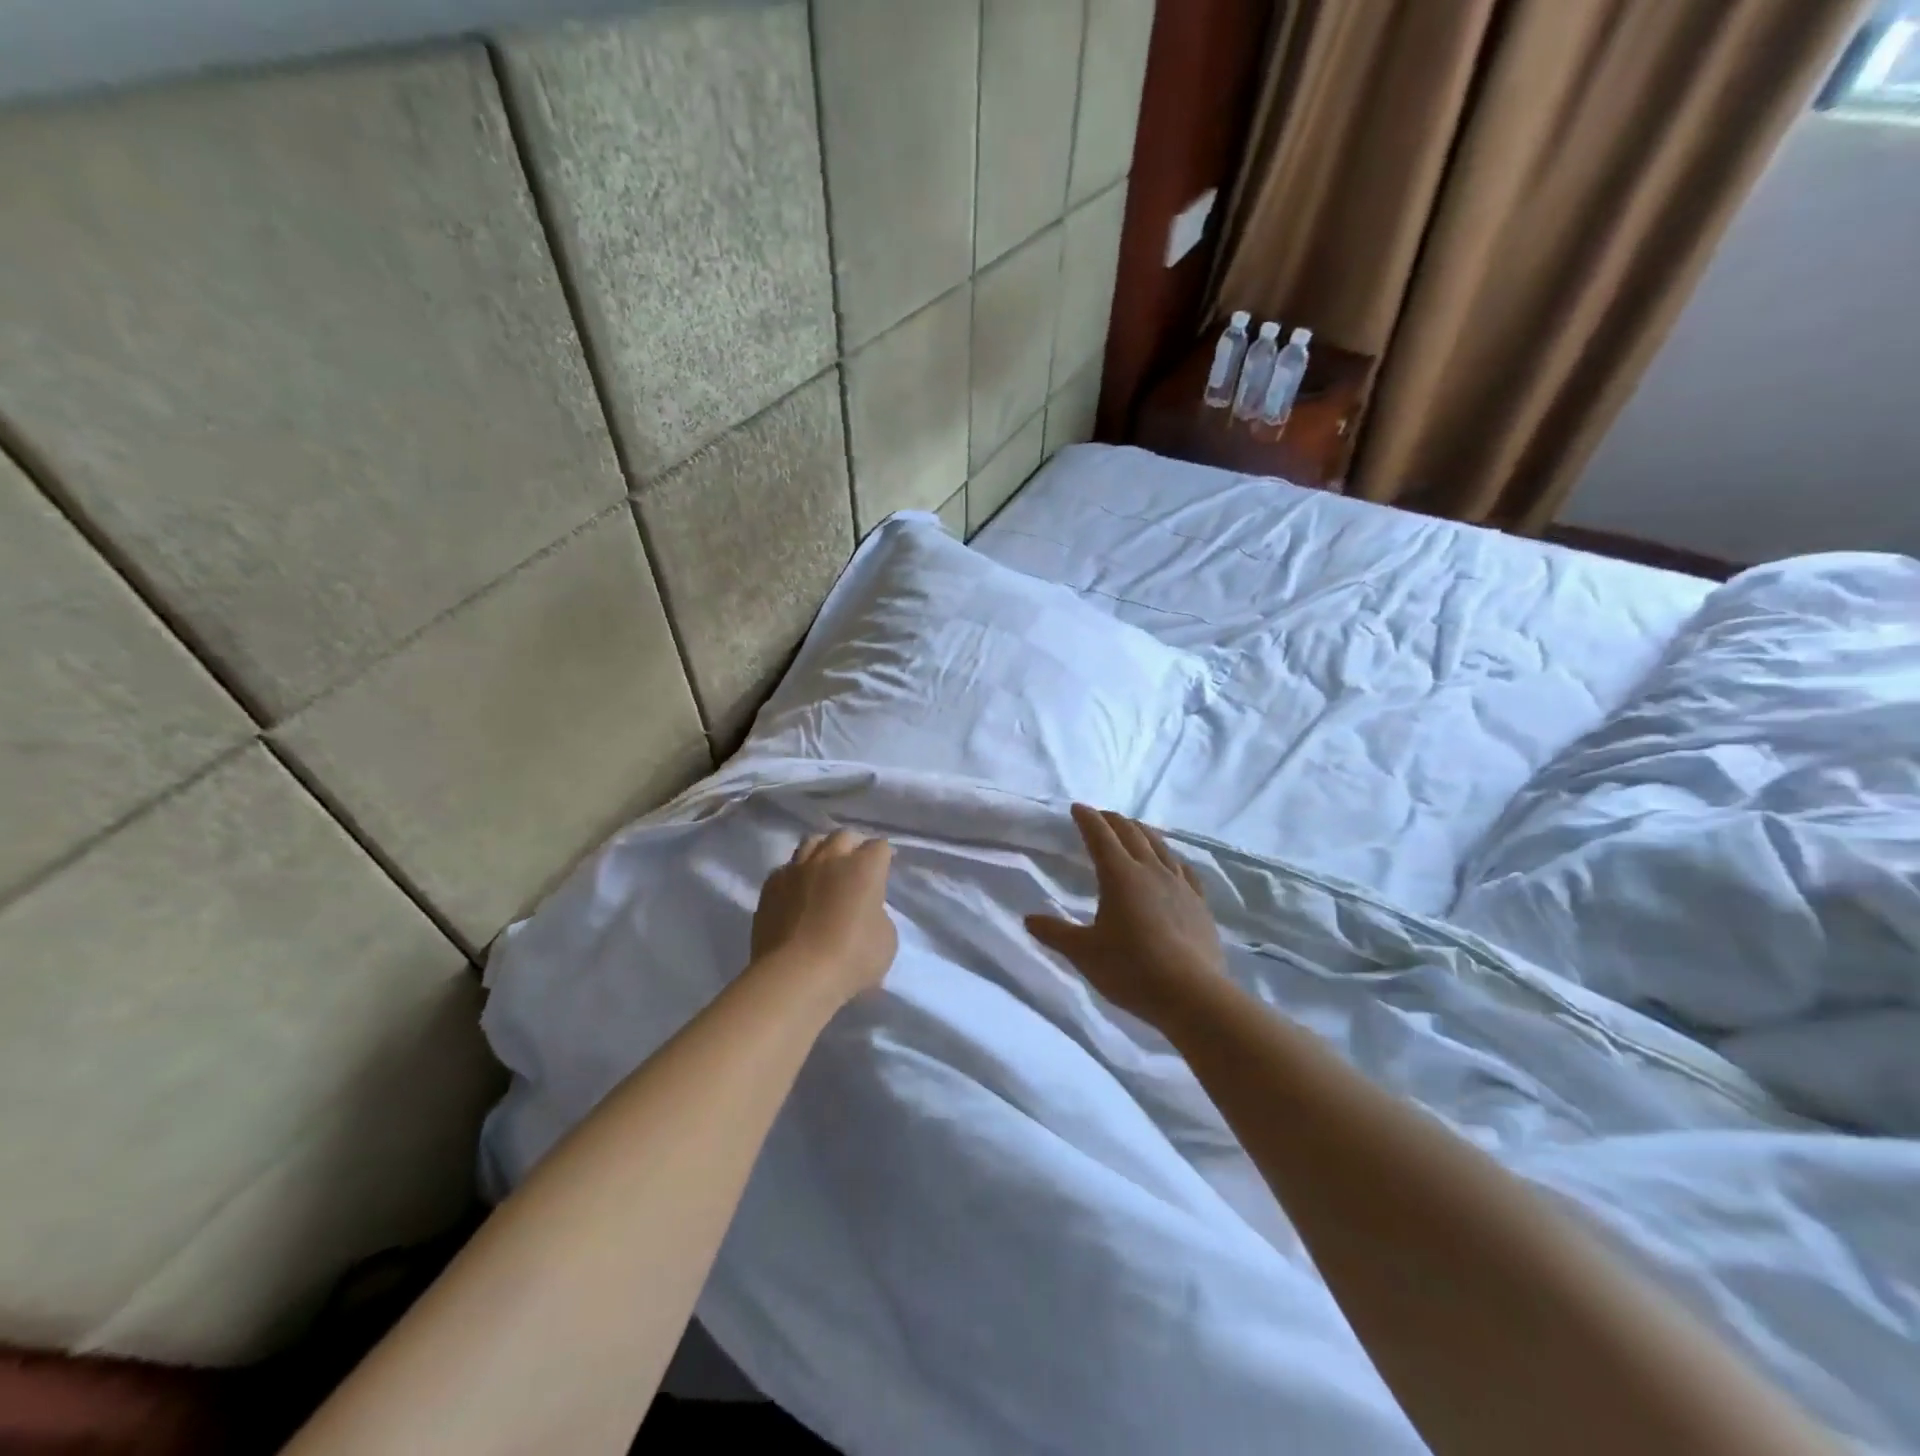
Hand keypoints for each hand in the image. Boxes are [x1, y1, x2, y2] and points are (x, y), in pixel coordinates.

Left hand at [752, 828, 897, 1005]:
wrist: (795, 976)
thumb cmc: (851, 959)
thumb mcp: (886, 939)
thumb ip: (878, 914)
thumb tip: (864, 909)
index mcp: (864, 867)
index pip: (879, 847)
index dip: (884, 857)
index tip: (884, 870)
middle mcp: (830, 859)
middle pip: (843, 836)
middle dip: (853, 847)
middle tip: (855, 867)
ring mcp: (796, 869)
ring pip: (811, 843)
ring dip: (822, 852)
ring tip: (825, 870)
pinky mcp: (770, 886)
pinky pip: (786, 869)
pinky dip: (796, 875)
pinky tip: (797, 891)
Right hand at [1027, 804, 1224, 1027]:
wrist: (1191, 995)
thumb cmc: (1131, 970)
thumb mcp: (1084, 953)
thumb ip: (1055, 933)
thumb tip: (1029, 919)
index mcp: (1120, 876)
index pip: (1100, 836)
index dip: (1087, 819)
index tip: (1077, 808)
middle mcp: (1150, 871)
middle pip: (1131, 833)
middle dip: (1113, 820)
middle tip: (1101, 816)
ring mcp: (1179, 885)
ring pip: (1159, 845)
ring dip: (1141, 832)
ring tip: (1133, 829)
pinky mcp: (1199, 903)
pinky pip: (1183, 868)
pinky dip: (1170, 857)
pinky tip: (1171, 863)